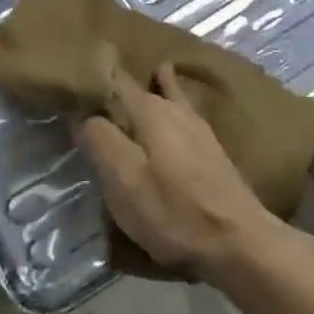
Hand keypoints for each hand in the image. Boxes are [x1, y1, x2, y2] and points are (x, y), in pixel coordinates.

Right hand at [75, 50, 281, 281]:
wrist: (238, 241)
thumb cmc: (173, 211)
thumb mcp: (124, 179)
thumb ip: (99, 139)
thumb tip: (83, 113)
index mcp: (150, 110)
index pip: (115, 79)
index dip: (94, 74)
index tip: (74, 72)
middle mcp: (175, 108)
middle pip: (141, 86)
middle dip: (119, 82)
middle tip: (94, 85)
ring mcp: (197, 126)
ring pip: (166, 96)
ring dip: (149, 89)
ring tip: (128, 92)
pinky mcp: (210, 148)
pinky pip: (179, 114)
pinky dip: (167, 108)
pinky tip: (164, 119)